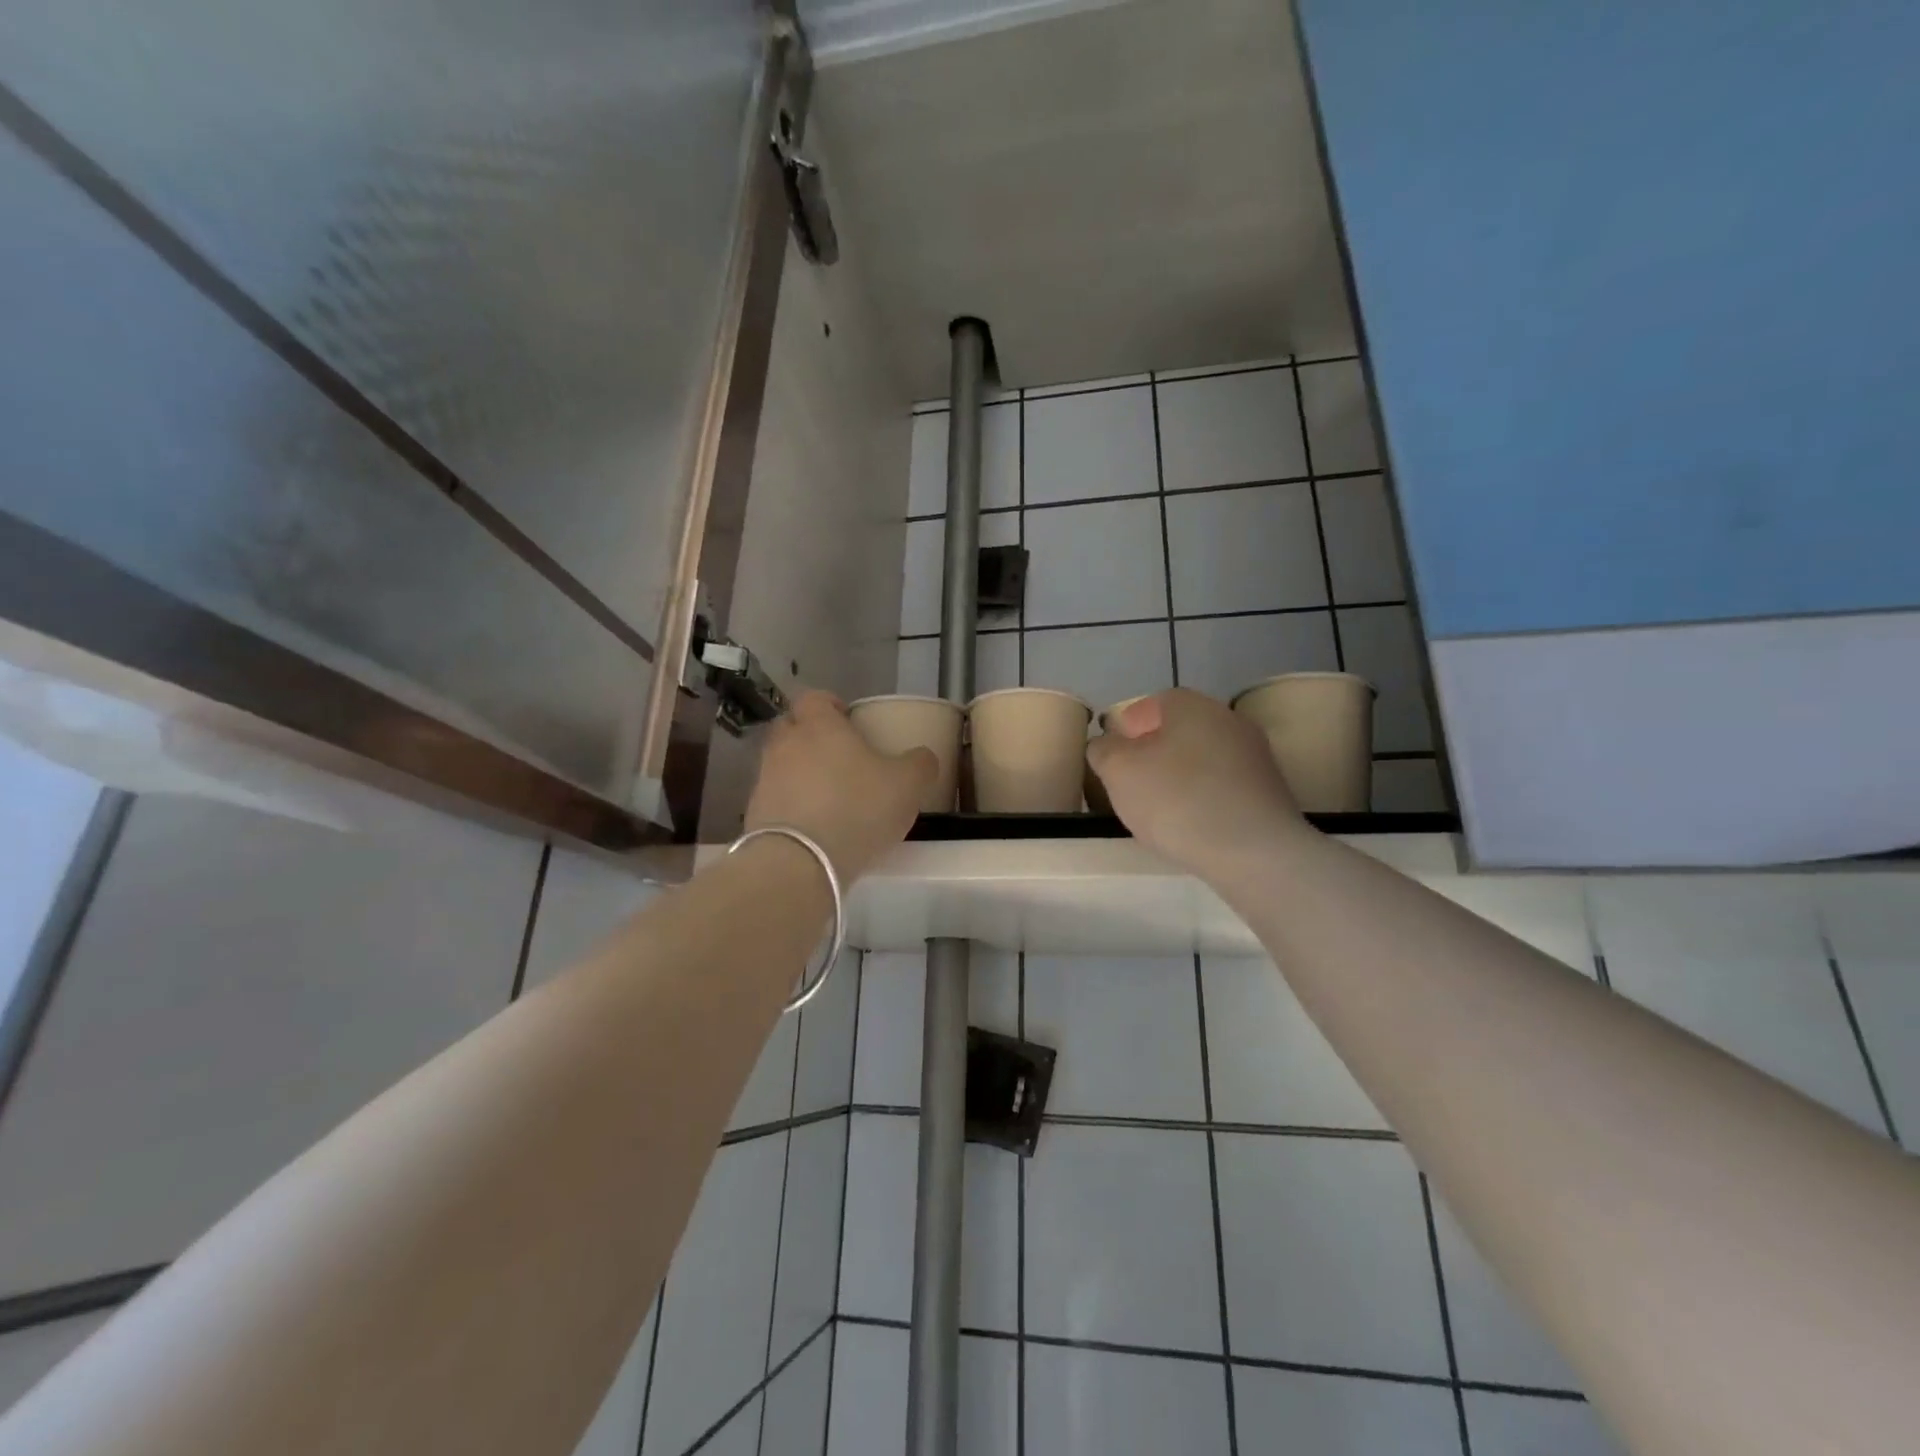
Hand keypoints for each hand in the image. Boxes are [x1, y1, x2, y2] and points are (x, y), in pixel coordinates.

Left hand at [746, 691, 935, 881]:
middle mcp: (785, 744)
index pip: (814, 697)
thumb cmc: (857, 809)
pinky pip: (775, 798)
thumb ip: (920, 764)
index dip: (831, 705)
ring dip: (800, 773)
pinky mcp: (754, 813)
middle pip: (791, 727)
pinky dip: (791, 805)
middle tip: (839, 756)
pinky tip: (813, 825)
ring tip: (828, 796)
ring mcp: (765, 779)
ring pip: (782, 764)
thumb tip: (922, 757)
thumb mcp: (907, 785)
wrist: (799, 862)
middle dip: (810, 735)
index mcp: (819, 725)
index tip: (849, 721)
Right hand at [1087, 689, 1308, 877]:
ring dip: (1180, 778)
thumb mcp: (1118, 771)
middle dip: (1153, 755)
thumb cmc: (1176, 799)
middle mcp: (1228, 719)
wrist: (1254, 851)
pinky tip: (1194, 826)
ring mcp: (1255, 755)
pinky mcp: (1271, 791)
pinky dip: (1205, 799)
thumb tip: (1107, 745)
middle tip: (1133, 787)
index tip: (1114, 761)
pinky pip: (1224, 787)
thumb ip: (1104, 750)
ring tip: (1161, 813)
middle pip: (1179, 731)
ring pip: (1203, 759)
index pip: (1151, 704)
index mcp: (1191, 705)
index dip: (1127, 730)